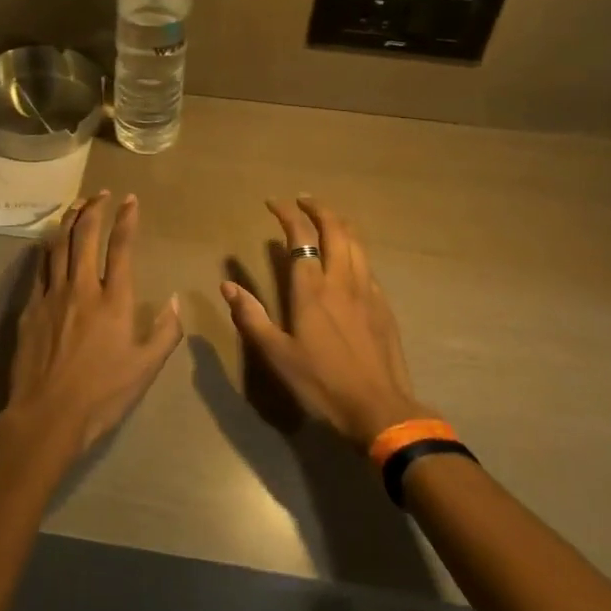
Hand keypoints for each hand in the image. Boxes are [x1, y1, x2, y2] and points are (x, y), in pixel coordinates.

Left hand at [4, 191, 183, 455]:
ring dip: (70, 220)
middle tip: (102, 193)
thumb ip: (166, 332)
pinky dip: (48, 248)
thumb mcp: (146, 368)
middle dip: (95, 208)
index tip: (130, 199)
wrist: (47, 414)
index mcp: (114, 300)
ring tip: (77, 204)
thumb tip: (177, 300)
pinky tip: (50, 241)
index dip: (127, 219)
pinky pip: (40, 267)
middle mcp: (82, 287)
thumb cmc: (102, 394)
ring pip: (60, 244)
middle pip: (86, 235)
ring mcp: (52, 294)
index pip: (121, 247)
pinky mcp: (30, 307)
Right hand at [221, 196, 429, 450]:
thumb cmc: (322, 383)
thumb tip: (228, 286)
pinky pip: (367, 264)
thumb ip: (252, 317)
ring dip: (340, 223)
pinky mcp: (383, 305)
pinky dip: (354, 249)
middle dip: (318, 209)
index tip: (273, 202)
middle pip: (335, 229)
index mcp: (312, 289)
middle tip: (303, 201)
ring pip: (357, 242)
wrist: (380, 410)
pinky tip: (349, 259)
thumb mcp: (277, 355)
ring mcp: (367, 291)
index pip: (301, 236)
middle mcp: (341, 280)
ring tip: (327, 218)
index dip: (287, 214)